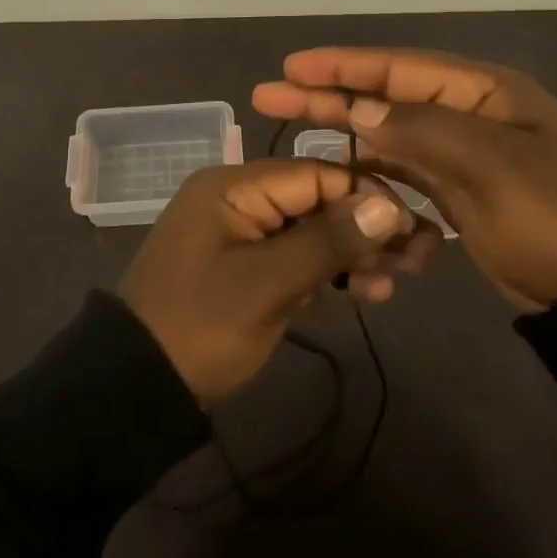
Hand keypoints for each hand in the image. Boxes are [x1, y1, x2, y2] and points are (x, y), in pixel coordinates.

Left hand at [118, 160, 434, 400]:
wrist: (138, 383)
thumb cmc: (201, 324)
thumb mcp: (268, 283)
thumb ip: (328, 241)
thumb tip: (390, 205)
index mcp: (235, 187)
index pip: (315, 174)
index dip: (367, 196)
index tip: (413, 227)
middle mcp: (239, 199)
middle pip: (316, 200)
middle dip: (366, 227)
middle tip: (418, 260)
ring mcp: (242, 234)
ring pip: (311, 230)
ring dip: (352, 253)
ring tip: (392, 285)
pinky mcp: (246, 267)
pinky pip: (295, 257)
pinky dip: (328, 272)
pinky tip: (364, 293)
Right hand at [253, 48, 556, 309]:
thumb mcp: (493, 166)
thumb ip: (422, 131)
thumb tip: (360, 110)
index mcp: (484, 93)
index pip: (400, 68)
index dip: (343, 65)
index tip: (292, 66)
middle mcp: (469, 115)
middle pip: (385, 97)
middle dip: (329, 94)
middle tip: (270, 94)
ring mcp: (464, 155)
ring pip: (389, 134)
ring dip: (343, 130)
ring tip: (291, 126)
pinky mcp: (459, 192)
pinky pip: (403, 172)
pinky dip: (371, 171)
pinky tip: (338, 171)